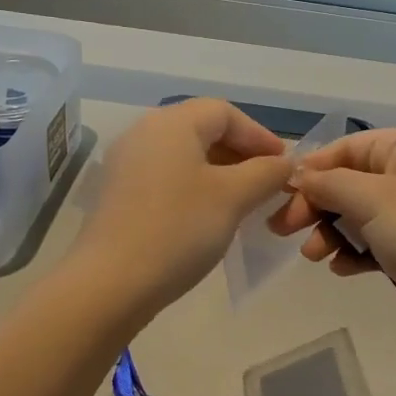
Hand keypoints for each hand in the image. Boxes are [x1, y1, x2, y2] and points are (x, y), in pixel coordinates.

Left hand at [69, 99, 293, 318]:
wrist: (111, 283)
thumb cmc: (179, 229)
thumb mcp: (234, 197)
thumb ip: (266, 173)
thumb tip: (284, 164)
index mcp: (172, 123)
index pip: (225, 112)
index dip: (260, 135)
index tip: (284, 165)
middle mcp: (144, 132)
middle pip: (203, 129)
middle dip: (241, 154)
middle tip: (268, 183)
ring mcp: (126, 163)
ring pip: (184, 155)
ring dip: (220, 172)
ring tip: (245, 201)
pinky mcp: (119, 193)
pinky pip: (166, 177)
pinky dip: (195, 187)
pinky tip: (210, 216)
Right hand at [269, 127, 395, 342]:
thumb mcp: (370, 199)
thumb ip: (328, 184)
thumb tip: (297, 176)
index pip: (346, 147)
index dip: (312, 169)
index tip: (281, 195)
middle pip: (349, 181)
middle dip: (317, 205)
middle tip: (284, 230)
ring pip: (359, 214)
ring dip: (332, 232)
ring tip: (314, 256)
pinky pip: (376, 240)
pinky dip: (355, 251)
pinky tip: (342, 269)